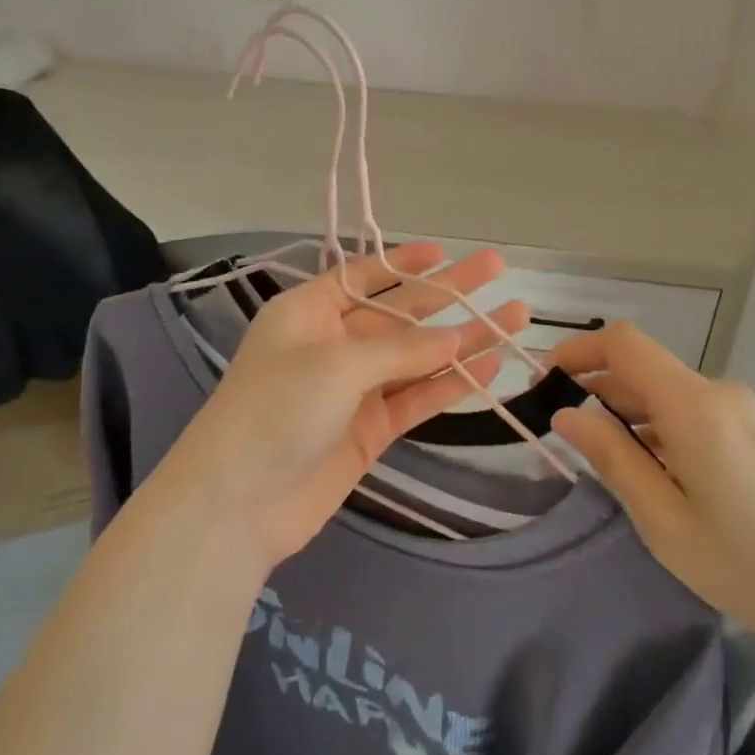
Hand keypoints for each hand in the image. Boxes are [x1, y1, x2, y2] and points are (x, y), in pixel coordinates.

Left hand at [151, 244, 526, 572]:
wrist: (239, 503)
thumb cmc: (277, 409)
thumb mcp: (338, 364)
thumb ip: (402, 349)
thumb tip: (456, 337)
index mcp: (310, 312)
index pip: (363, 276)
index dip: (404, 262)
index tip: (444, 251)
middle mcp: (334, 343)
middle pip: (402, 311)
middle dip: (449, 292)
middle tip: (498, 267)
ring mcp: (355, 389)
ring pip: (419, 356)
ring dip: (465, 339)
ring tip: (515, 317)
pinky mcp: (371, 429)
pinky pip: (418, 398)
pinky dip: (452, 384)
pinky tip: (491, 367)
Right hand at [550, 322, 754, 663]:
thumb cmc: (748, 563)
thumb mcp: (663, 519)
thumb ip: (612, 457)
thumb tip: (567, 413)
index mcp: (692, 404)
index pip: (624, 344)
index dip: (578, 351)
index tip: (544, 381)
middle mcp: (717, 393)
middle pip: (643, 368)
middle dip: (595, 386)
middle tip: (557, 427)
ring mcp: (740, 412)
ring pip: (666, 392)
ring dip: (625, 410)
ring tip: (594, 452)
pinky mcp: (752, 434)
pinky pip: (691, 413)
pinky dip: (656, 426)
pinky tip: (645, 467)